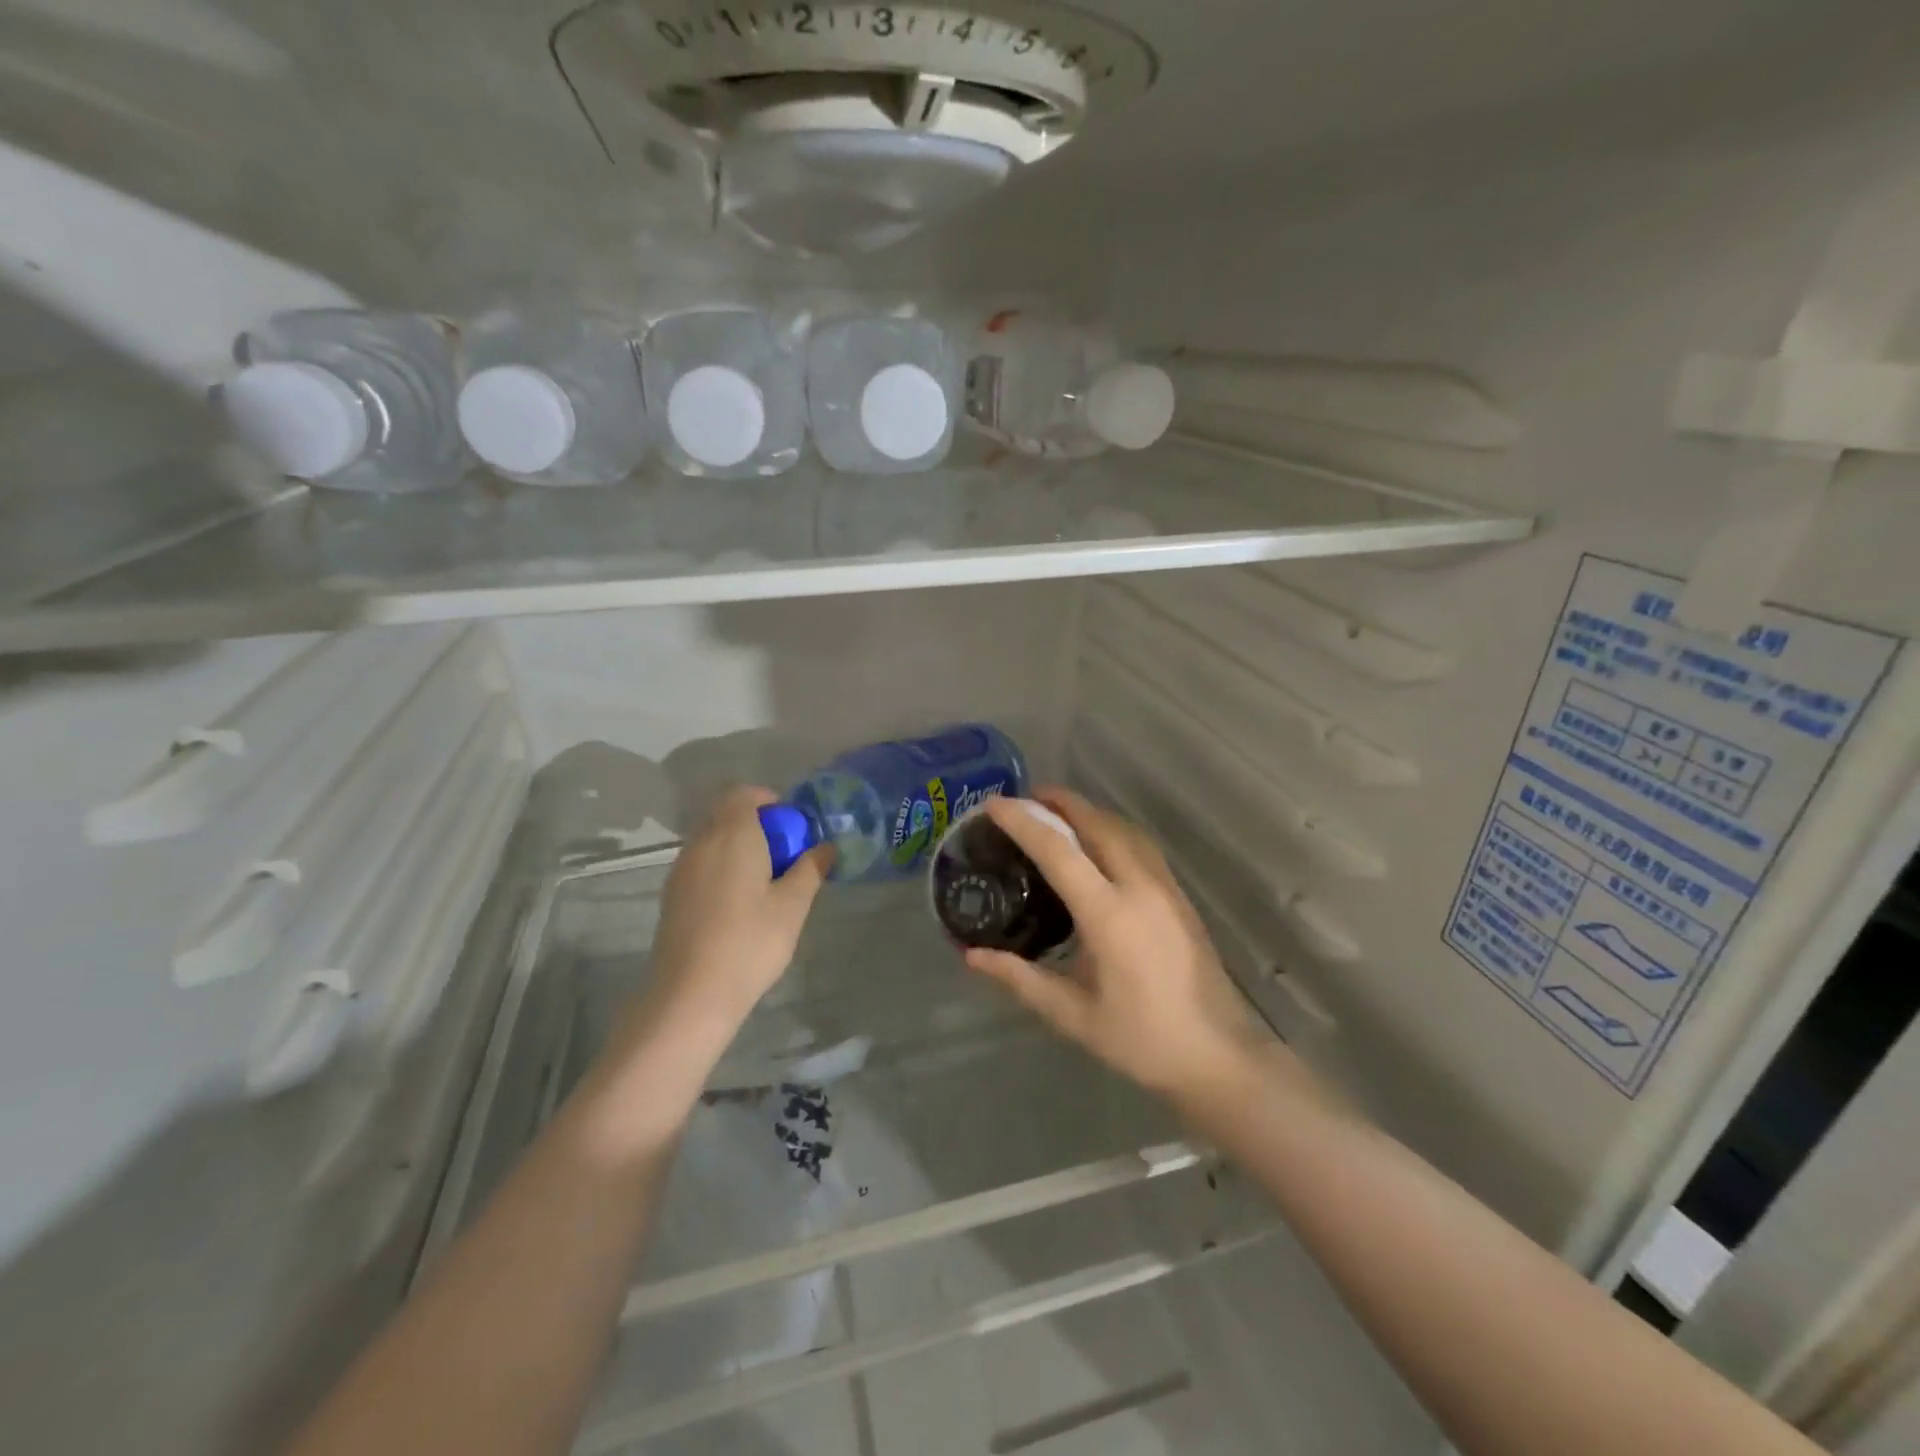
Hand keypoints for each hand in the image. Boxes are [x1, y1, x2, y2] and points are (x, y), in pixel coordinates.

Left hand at [648, 786, 833, 1028]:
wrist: (690, 994)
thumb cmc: (750, 942)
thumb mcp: (793, 905)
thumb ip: (810, 869)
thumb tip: (825, 847)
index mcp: (732, 835)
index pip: (744, 794)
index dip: (769, 801)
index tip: (792, 826)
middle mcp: (701, 843)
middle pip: (727, 815)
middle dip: (757, 825)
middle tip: (785, 855)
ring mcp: (681, 869)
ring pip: (713, 840)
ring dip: (739, 847)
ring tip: (766, 881)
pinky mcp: (673, 895)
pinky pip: (702, 864)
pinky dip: (723, 867)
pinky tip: (740, 903)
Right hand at [965, 788, 1262, 1101]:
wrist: (1218, 1055)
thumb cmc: (1141, 1039)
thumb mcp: (1072, 1014)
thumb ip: (1020, 978)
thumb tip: (971, 955)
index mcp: (1109, 915)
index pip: (1059, 851)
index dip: (1023, 822)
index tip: (993, 804)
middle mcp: (1139, 887)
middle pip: (1096, 823)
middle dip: (1059, 802)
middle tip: (1023, 799)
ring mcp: (1165, 886)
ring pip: (1122, 828)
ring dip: (1087, 811)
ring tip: (1055, 812)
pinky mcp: (1178, 894)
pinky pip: (1139, 843)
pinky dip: (1110, 827)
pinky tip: (1096, 841)